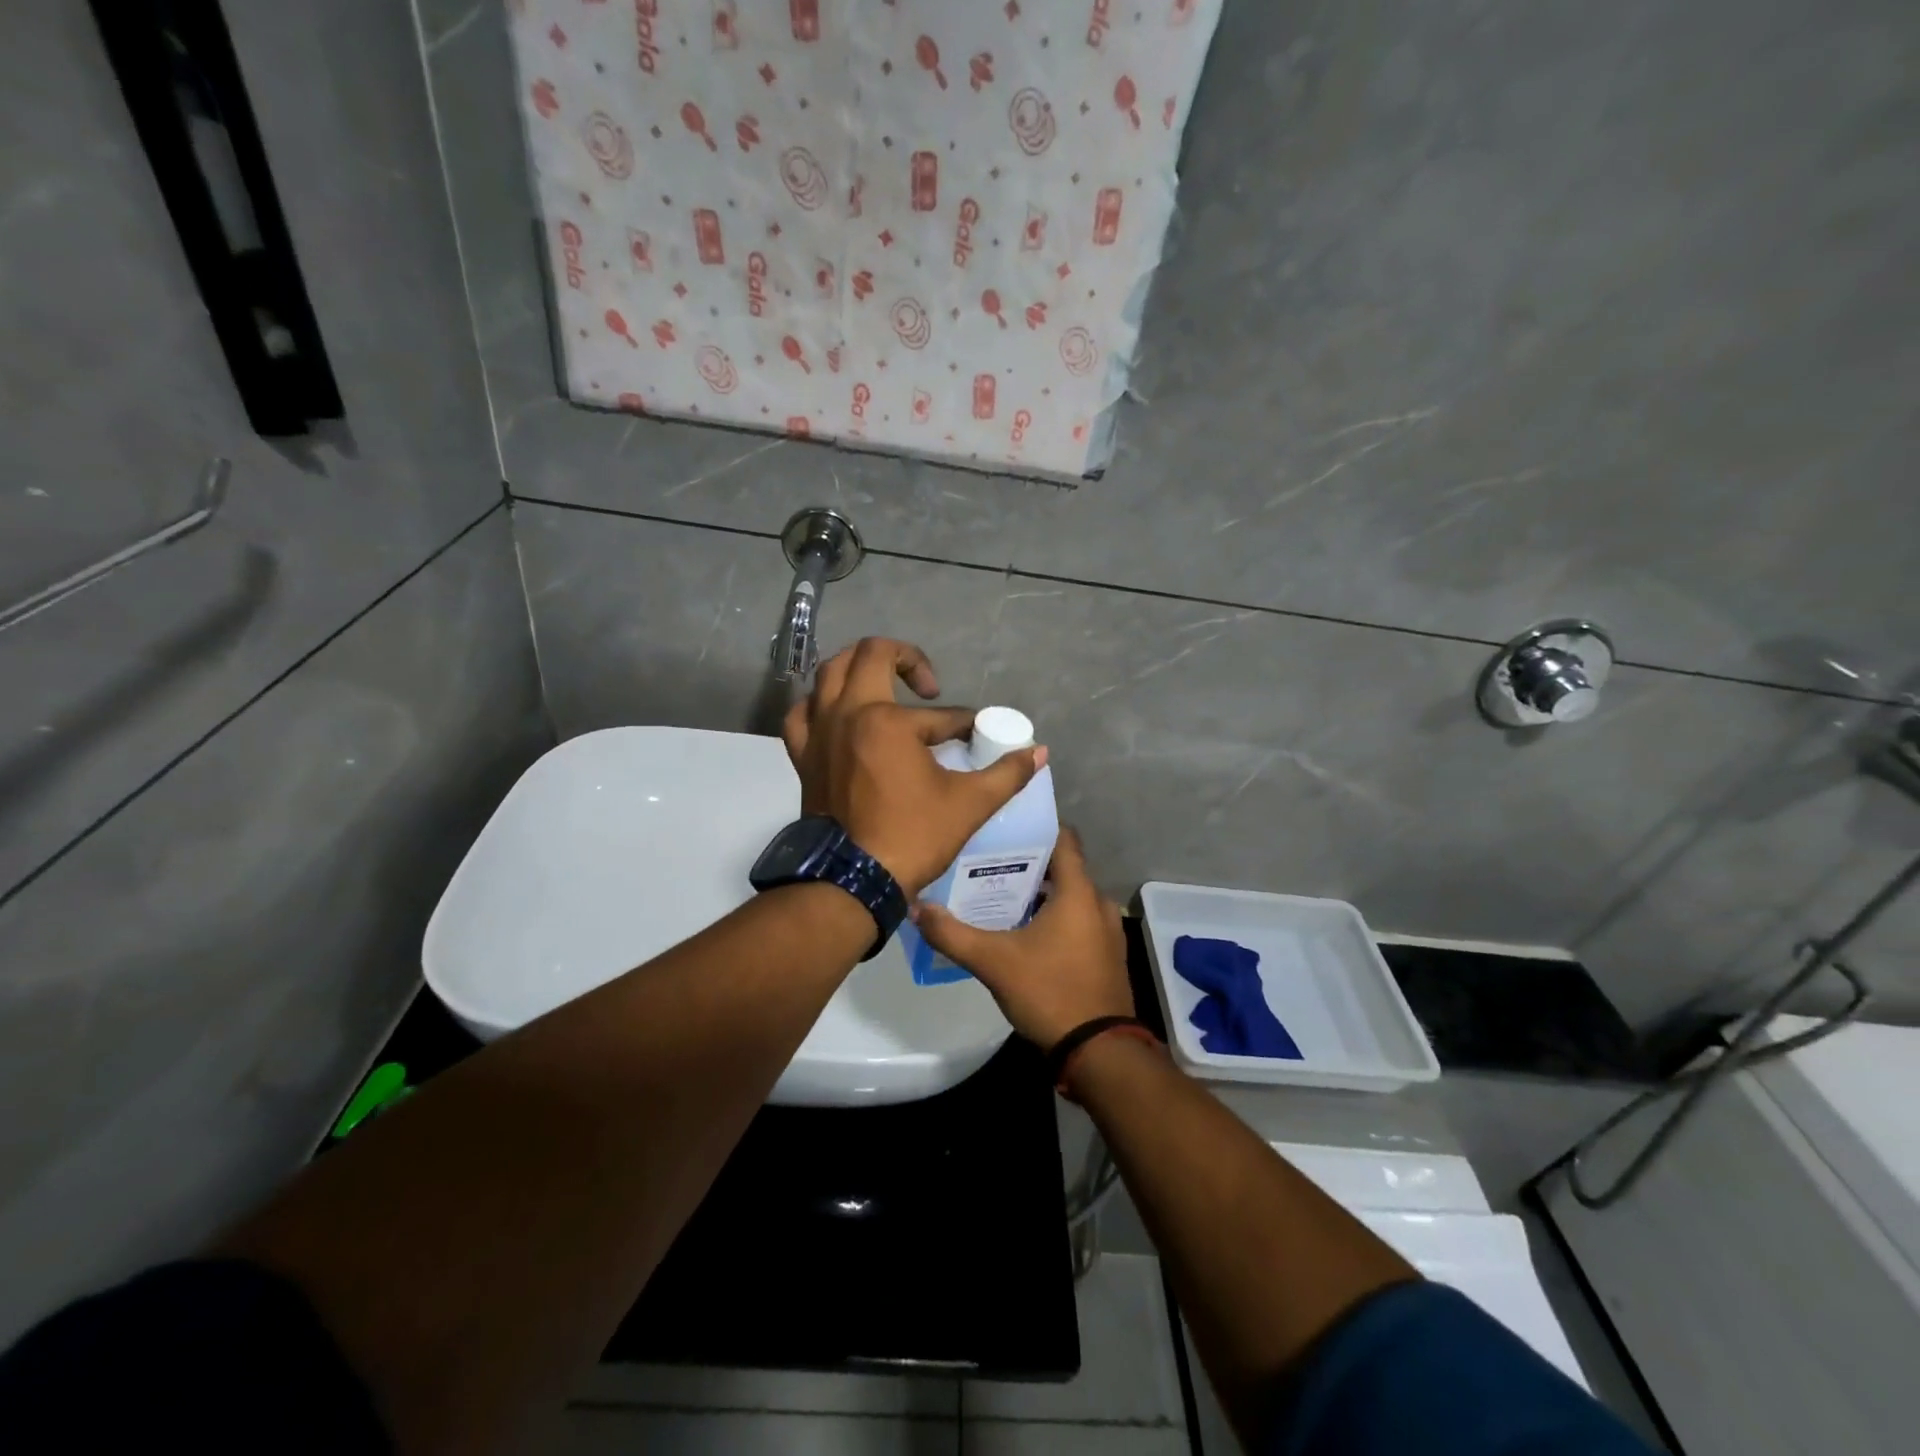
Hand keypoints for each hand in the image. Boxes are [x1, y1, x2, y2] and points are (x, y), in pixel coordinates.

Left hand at [781, 638, 1046, 896]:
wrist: (853, 881)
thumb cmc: (911, 837)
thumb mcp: (969, 804)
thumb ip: (1006, 774)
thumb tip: (1039, 752)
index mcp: (888, 721)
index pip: (940, 714)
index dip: (965, 724)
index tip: (977, 738)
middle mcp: (848, 713)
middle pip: (872, 654)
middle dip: (906, 659)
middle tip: (927, 687)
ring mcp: (819, 732)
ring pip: (830, 673)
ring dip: (858, 668)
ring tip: (882, 685)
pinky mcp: (804, 755)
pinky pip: (803, 713)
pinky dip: (819, 705)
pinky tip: (836, 714)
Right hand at [911, 828, 1133, 1048]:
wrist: (1099, 1052)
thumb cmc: (1050, 992)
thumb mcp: (994, 962)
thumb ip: (952, 934)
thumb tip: (916, 907)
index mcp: (1078, 892)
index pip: (1064, 839)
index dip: (1036, 828)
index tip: (1005, 826)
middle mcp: (1098, 903)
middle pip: (1062, 870)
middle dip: (1028, 865)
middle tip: (988, 863)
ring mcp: (1107, 931)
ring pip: (1070, 899)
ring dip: (1040, 896)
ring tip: (999, 896)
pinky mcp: (1107, 956)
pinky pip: (1078, 923)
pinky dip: (1055, 920)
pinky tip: (1023, 934)